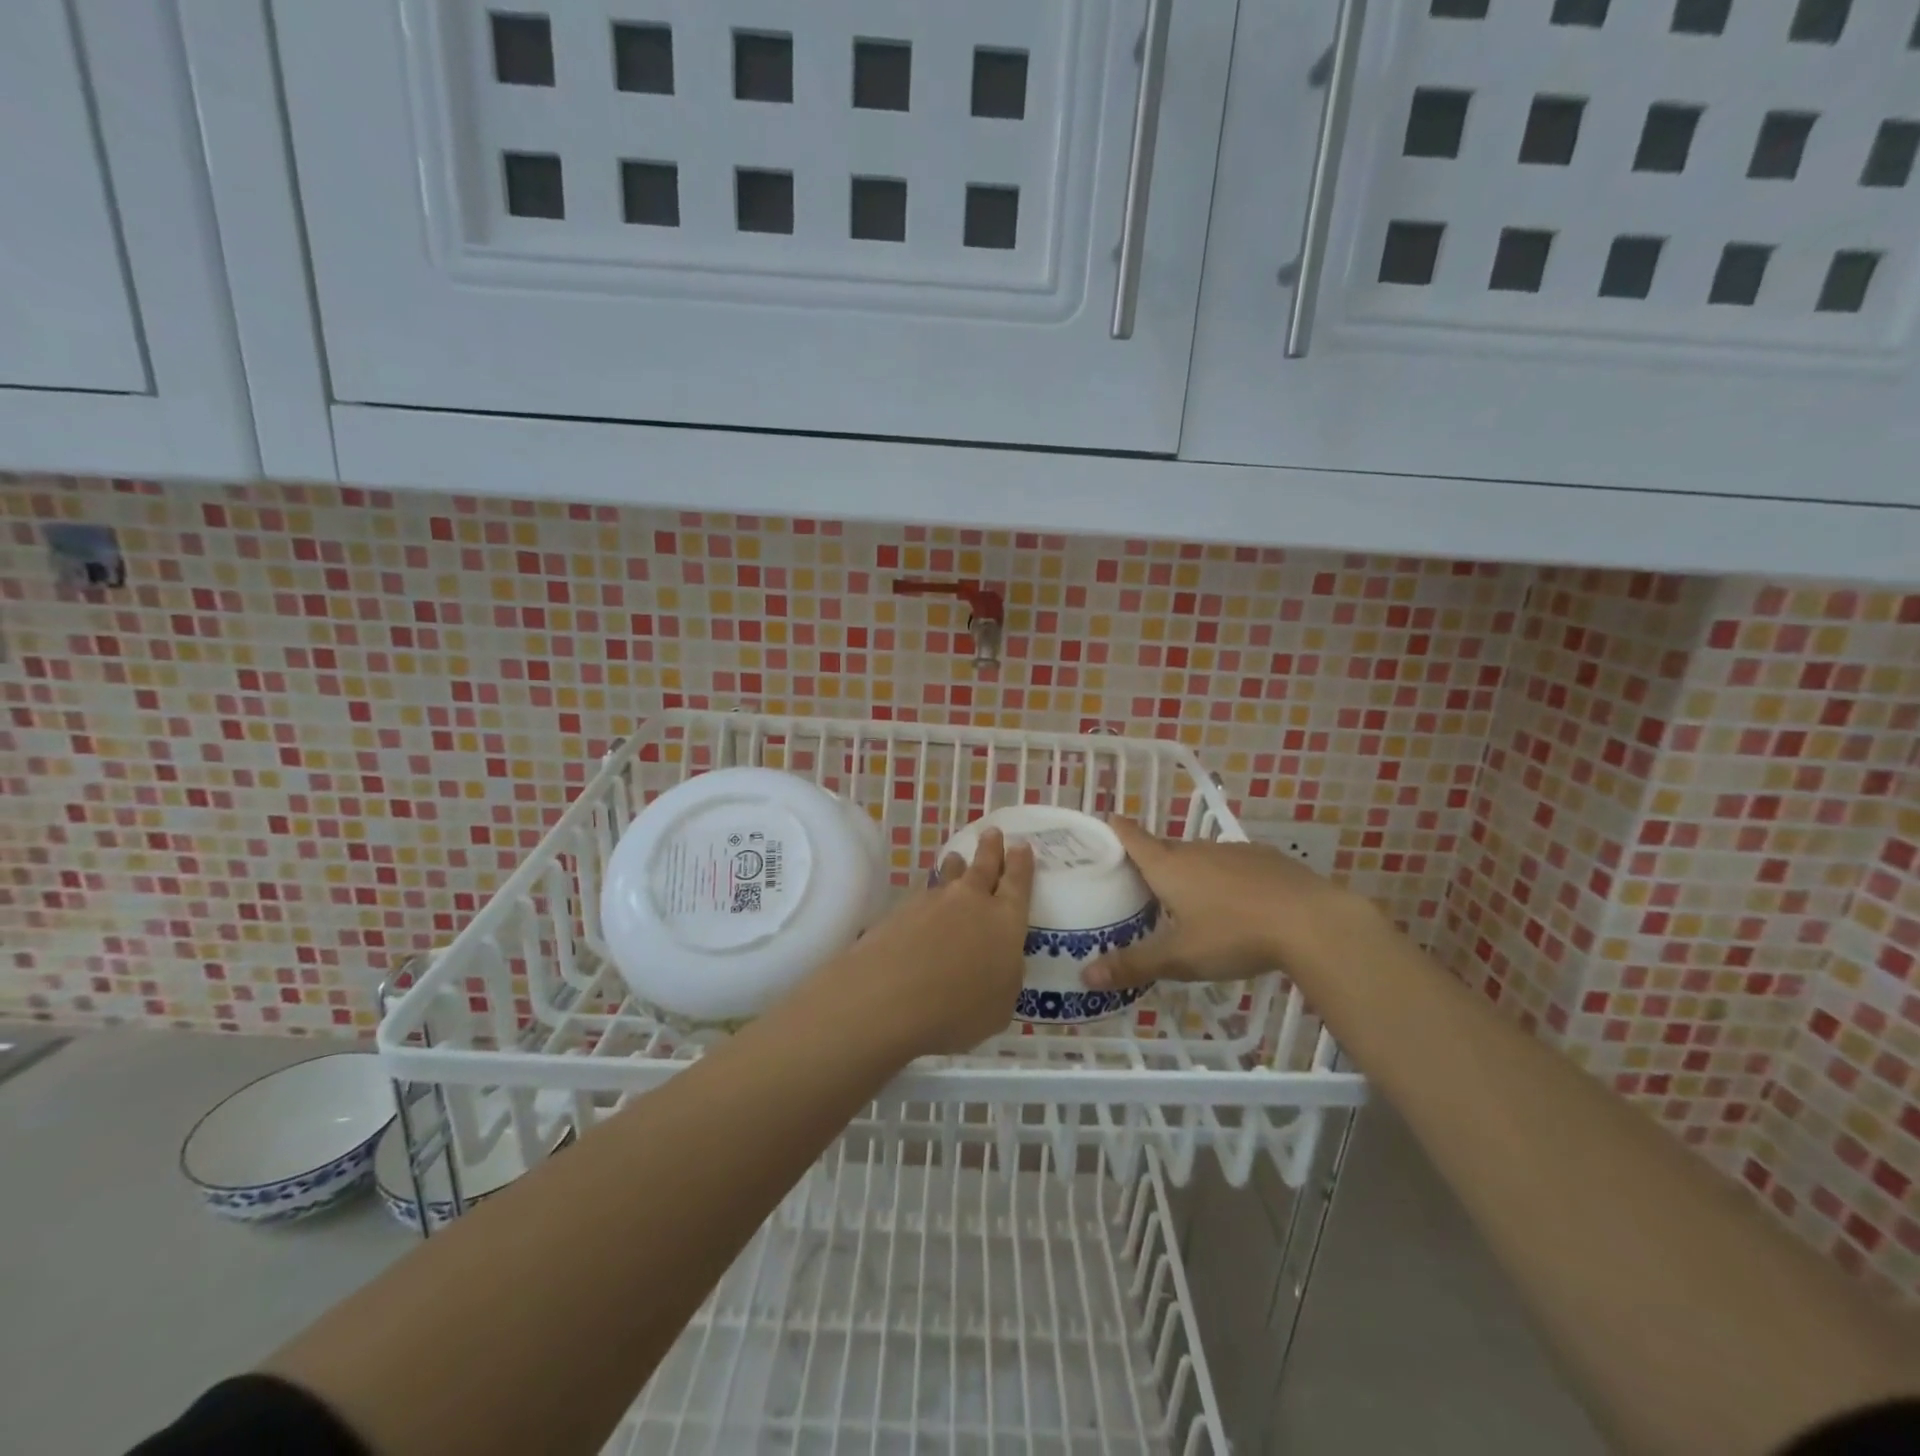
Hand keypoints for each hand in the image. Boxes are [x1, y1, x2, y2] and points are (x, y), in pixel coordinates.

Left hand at [813, 828, 1034, 1056]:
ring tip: (956, 858)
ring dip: (956, 866)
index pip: (1018, 884)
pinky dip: (928, 893)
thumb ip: (1004, 979)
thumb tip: (999, 963)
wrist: (890, 996)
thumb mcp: (999, 1007)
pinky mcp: (901, 910)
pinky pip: (923, 893)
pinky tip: (924, 899)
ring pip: (949, 875)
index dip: (1021, 864)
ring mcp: (934, 901)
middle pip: (984, 867)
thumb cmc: (958, 1010)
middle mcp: (972, 901)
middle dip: (991, 849)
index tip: (1022, 846)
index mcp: (1005, 921)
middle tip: (993, 833)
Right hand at [1084, 817, 1368, 991]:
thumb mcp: (1180, 958)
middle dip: (1151, 861)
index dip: (1115, 829)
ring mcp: (1234, 851)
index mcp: (1169, 866)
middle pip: (1165, 849)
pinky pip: (1233, 865)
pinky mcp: (1267, 859)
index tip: (1104, 823)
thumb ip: (1133, 965)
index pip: (1132, 837)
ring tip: (1188, 901)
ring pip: (1201, 857)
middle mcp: (1197, 850)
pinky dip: (1225, 879)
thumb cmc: (1234, 935)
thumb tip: (1084, 976)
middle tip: (1139, 884)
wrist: (1313, 922)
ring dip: (1190, 872)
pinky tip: (1237, 904)